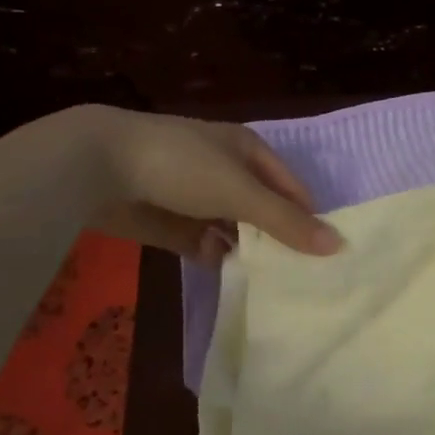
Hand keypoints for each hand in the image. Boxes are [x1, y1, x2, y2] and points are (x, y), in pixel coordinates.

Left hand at [74, 106, 340, 263]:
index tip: (322, 255)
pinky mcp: (170, 222)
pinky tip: (228, 275)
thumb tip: (338, 246)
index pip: (292, 188)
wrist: (95, 166)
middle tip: (301, 275)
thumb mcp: (242, 192)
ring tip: (271, 283)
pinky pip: (203, 243)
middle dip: (278, 239)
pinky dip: (215, 257)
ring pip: (234, 229)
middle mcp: (226, 171)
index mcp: (249, 151)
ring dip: (247, 251)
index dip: (307, 217)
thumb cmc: (182, 166)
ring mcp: (196, 197)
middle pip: (264, 210)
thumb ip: (287, 222)